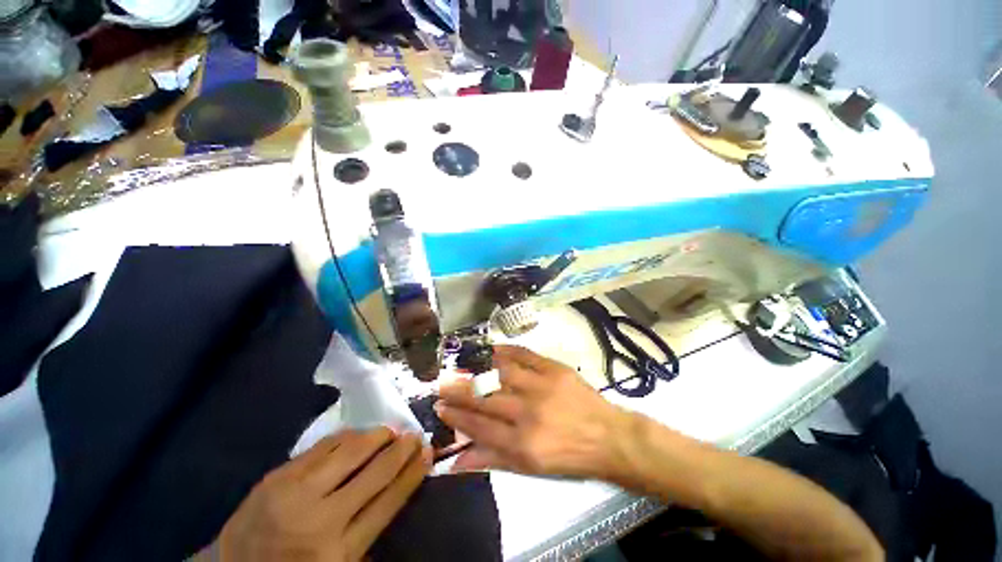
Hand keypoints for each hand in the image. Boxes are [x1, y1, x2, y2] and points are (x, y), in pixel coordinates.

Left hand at [215, 428, 430, 561]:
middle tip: (414, 434)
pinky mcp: (278, 475)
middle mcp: (321, 520)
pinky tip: (357, 435)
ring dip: (376, 436)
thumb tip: (398, 486)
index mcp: (339, 553)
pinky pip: (323, 445)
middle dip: (401, 449)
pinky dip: (347, 437)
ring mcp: (296, 493)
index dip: (412, 473)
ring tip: (389, 432)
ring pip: (351, 451)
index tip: (427, 453)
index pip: (389, 502)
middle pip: (375, 472)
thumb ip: (366, 535)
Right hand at [436, 345, 629, 479]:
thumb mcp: (530, 469)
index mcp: (522, 444)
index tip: (440, 407)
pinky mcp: (554, 369)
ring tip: (462, 365)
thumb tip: (456, 462)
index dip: (456, 416)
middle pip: (485, 399)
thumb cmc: (568, 456)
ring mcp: (541, 386)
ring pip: (501, 374)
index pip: (479, 427)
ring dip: (478, 369)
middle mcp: (528, 413)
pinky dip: (506, 351)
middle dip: (459, 391)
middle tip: (442, 384)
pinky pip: (524, 355)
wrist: (607, 436)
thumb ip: (493, 460)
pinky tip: (492, 349)